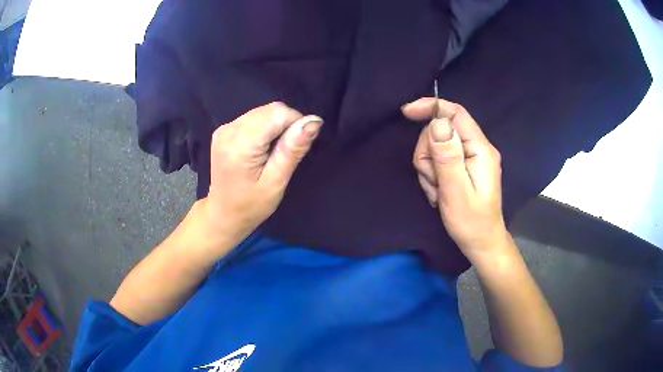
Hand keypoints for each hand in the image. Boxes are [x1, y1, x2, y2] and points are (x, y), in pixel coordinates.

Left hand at [203, 102, 321, 243]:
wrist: (223, 214)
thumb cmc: (251, 205)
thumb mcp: (276, 182)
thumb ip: (292, 150)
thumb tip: (314, 121)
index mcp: (240, 145)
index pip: (277, 113)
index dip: (295, 124)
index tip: (296, 148)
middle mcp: (229, 130)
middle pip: (270, 110)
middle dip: (285, 125)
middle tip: (284, 153)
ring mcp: (224, 128)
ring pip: (263, 111)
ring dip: (275, 126)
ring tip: (272, 153)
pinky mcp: (224, 129)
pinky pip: (253, 117)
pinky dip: (265, 128)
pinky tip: (261, 148)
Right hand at [402, 98, 507, 258]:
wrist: (480, 242)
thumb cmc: (471, 222)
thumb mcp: (456, 192)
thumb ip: (448, 157)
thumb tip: (438, 122)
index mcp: (480, 149)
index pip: (455, 114)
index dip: (431, 108)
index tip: (407, 113)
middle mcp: (476, 148)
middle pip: (441, 131)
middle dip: (428, 153)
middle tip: (434, 180)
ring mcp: (469, 157)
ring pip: (435, 146)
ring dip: (429, 168)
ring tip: (438, 190)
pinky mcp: (462, 166)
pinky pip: (437, 160)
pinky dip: (433, 175)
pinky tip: (439, 191)